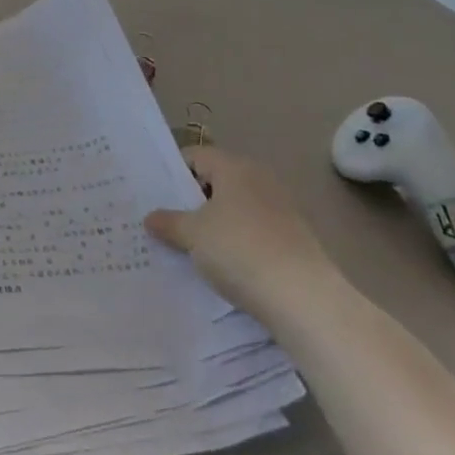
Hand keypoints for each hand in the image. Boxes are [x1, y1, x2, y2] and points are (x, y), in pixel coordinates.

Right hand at [145, 146, 339, 318]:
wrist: (304, 298)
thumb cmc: (239, 250)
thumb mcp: (192, 235)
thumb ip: (168, 222)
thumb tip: (151, 218)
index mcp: (235, 168)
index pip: (196, 156)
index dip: (173, 172)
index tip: (154, 195)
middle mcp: (260, 180)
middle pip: (217, 182)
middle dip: (192, 201)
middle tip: (165, 221)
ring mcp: (281, 210)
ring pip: (235, 209)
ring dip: (214, 224)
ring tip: (189, 246)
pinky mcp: (294, 240)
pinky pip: (253, 232)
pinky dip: (236, 242)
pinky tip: (222, 265)